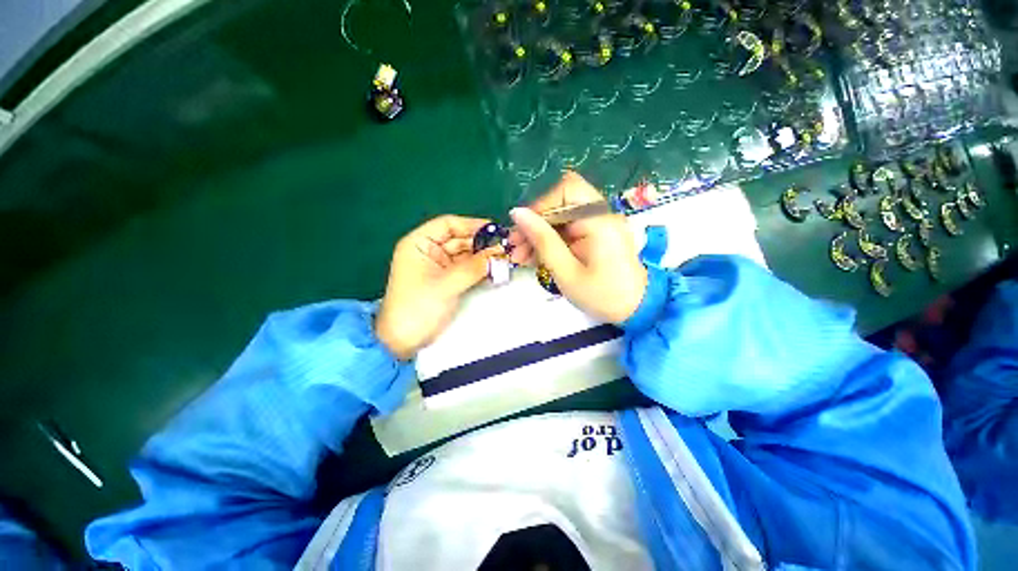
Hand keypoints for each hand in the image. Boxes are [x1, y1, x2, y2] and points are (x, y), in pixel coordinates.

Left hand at [376, 215, 495, 359]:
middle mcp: (429, 251)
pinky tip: (495, 269)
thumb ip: (474, 267)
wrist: (404, 342)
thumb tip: (500, 253)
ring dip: (483, 257)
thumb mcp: (446, 285)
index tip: (495, 230)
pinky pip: (467, 269)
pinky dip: (480, 269)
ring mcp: (439, 266)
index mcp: (419, 244)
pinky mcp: (447, 280)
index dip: (472, 225)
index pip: (448, 224)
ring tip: (505, 258)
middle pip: (459, 239)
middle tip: (506, 248)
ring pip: (465, 255)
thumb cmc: (418, 308)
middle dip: (481, 243)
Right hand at [509, 172, 646, 323]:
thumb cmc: (602, 296)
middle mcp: (601, 215)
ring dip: (538, 235)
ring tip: (520, 257)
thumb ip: (542, 241)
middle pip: (560, 204)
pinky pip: (567, 231)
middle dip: (535, 223)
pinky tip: (534, 258)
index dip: (540, 205)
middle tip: (515, 246)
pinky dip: (550, 242)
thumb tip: (517, 213)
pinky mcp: (594, 236)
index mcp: (599, 221)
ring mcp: (598, 225)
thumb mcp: (566, 272)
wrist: (636, 311)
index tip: (522, 229)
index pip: (566, 190)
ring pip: (560, 219)